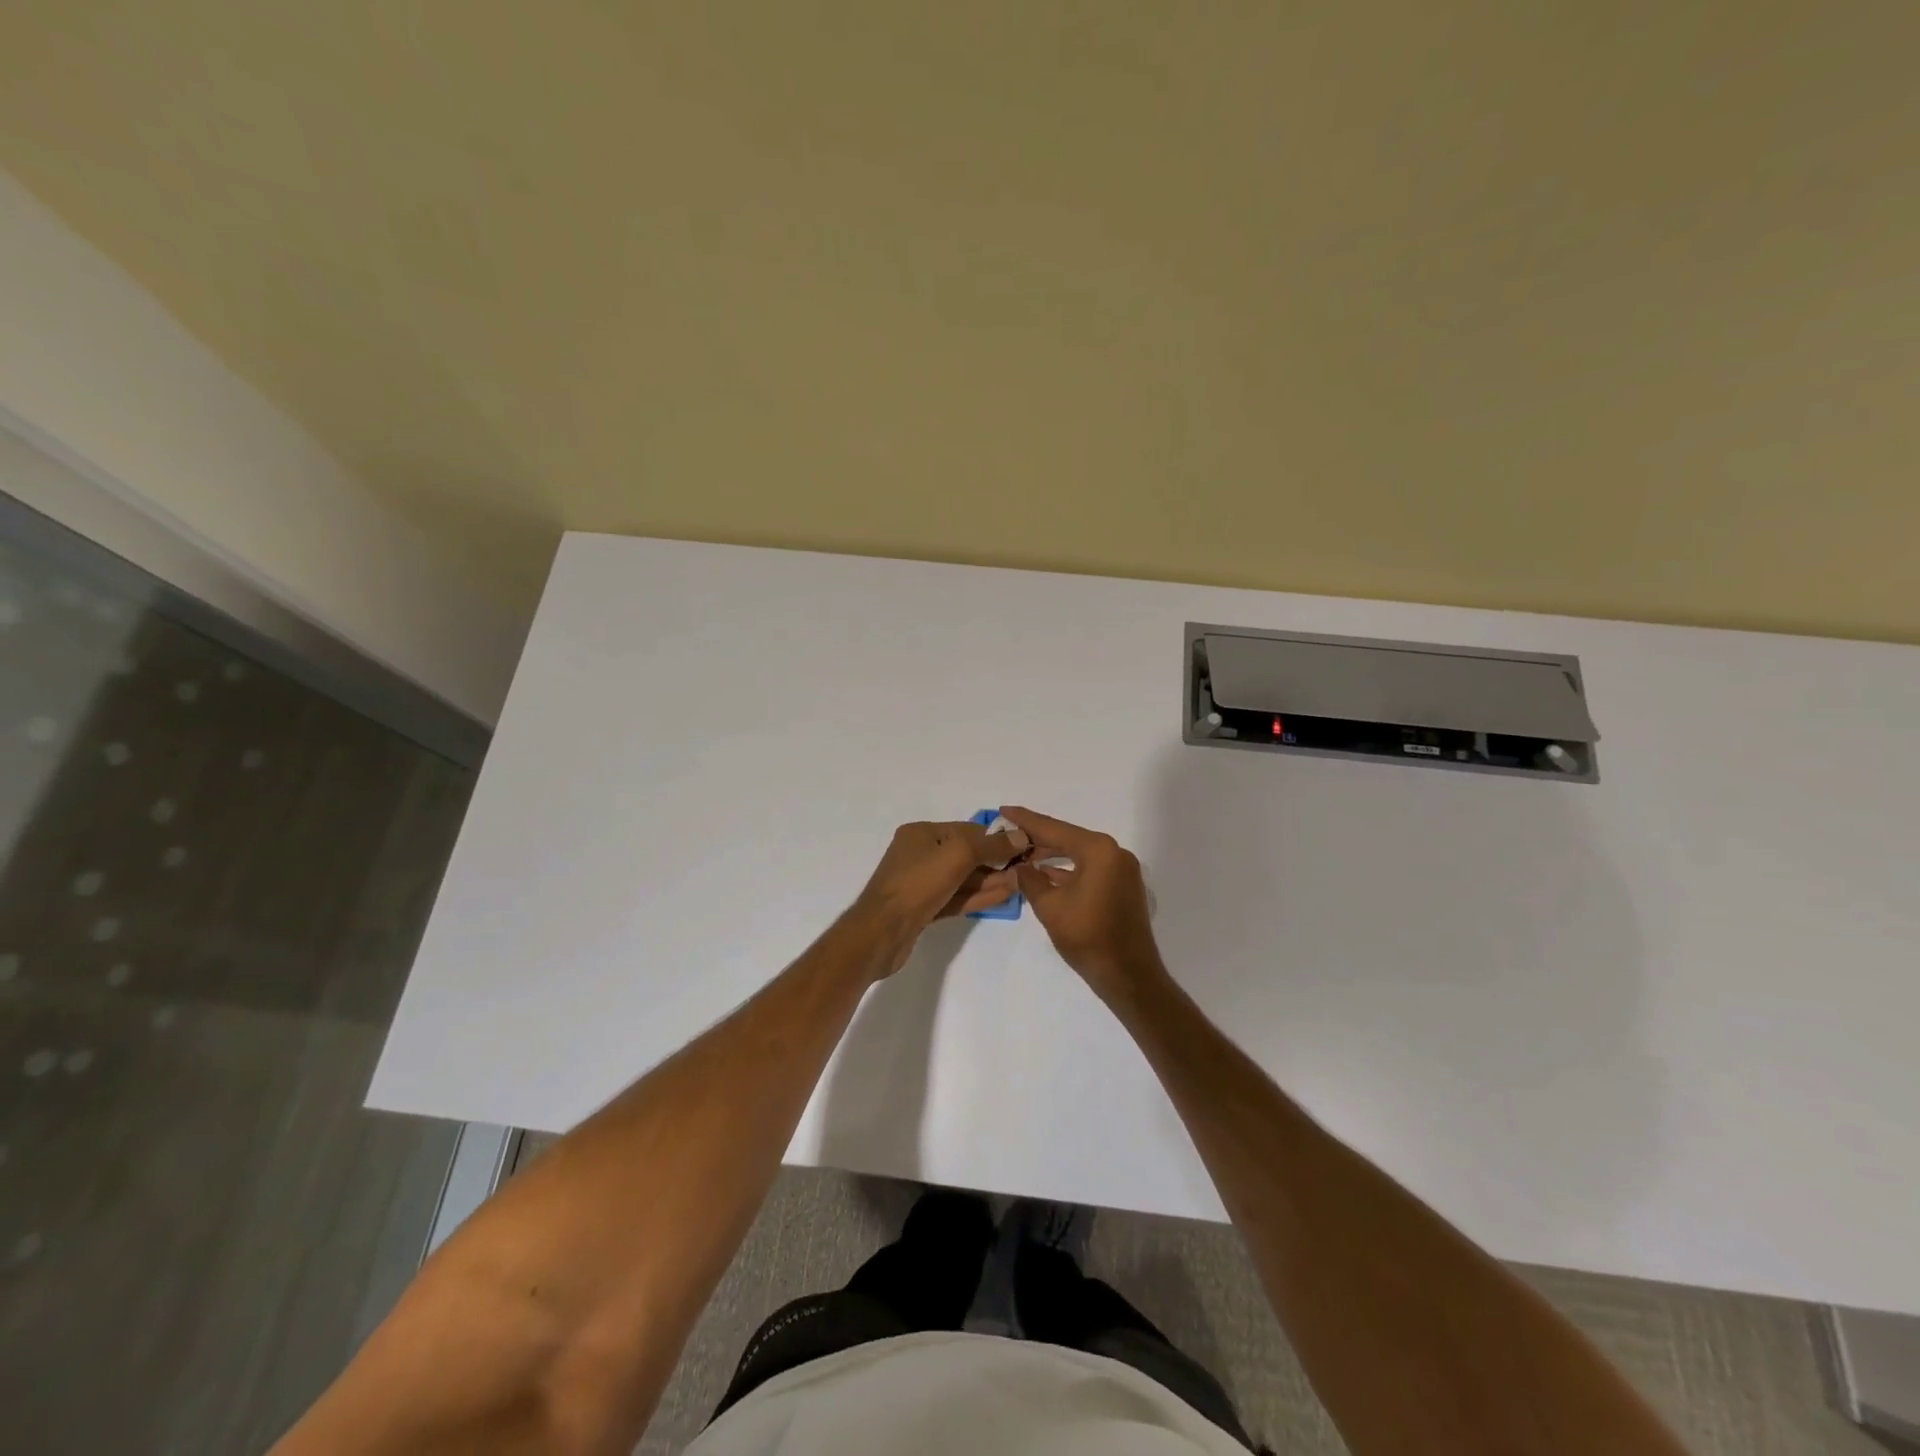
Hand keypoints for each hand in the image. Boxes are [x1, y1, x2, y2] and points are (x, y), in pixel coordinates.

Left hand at [854, 819, 1026, 951]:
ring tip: (1021, 883)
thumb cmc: (918, 883)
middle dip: (995, 861)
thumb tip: (1020, 836)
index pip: (967, 830)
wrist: (881, 932)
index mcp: (922, 833)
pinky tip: (1004, 896)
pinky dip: (979, 896)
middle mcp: (920, 854)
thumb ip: (991, 845)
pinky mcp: (925, 909)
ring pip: (963, 879)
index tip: (1024, 846)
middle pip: (966, 854)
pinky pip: (957, 897)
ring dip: (991, 880)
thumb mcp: (958, 855)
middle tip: (1026, 868)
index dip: (996, 838)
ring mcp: (921, 883)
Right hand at [996, 806, 1164, 1003]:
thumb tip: (1017, 867)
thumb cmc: (1088, 937)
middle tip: (1008, 834)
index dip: (1026, 821)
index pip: (1054, 829)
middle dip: (1038, 838)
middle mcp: (1114, 852)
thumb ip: (1030, 880)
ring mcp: (1121, 870)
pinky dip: (1068, 869)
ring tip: (1021, 853)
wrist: (1128, 976)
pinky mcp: (1122, 886)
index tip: (1004, 811)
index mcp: (1098, 850)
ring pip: (1079, 854)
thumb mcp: (1050, 907)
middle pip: (1068, 838)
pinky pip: (1090, 868)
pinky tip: (1045, 873)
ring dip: (1052, 855)